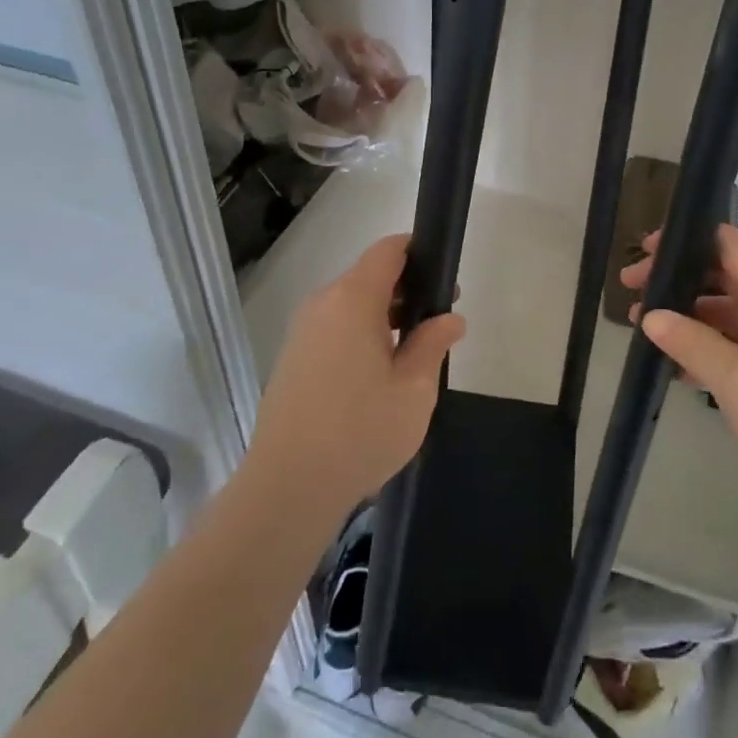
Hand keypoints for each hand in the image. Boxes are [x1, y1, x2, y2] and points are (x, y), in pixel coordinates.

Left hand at [249, 234, 463, 518]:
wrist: (287, 487)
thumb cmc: (360, 431)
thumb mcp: (414, 390)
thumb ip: (433, 344)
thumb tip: (450, 318)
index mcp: (352, 299)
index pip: (388, 250)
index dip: (419, 253)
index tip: (445, 280)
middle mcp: (322, 304)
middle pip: (369, 277)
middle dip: (407, 292)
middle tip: (439, 326)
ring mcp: (302, 332)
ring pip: (351, 306)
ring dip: (384, 318)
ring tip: (412, 356)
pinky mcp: (292, 359)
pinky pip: (334, 330)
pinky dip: (361, 337)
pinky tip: (377, 377)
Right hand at [623, 224, 737, 510]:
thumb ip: (692, 344)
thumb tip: (649, 315)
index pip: (729, 244)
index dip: (686, 240)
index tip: (644, 253)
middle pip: (724, 272)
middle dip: (677, 277)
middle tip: (630, 290)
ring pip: (726, 307)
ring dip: (686, 312)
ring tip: (640, 326)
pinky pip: (735, 339)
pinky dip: (704, 343)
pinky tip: (670, 362)